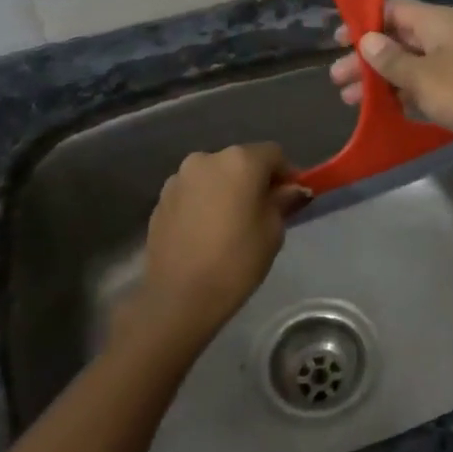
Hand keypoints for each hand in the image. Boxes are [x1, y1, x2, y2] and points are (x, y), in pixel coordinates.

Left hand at [114, 144, 307, 365]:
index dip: (287, 174)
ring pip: (215, 176)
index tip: (291, 198)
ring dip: (227, 190)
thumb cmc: (236, 261)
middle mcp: (206, 159)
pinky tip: (207, 232)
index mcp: (239, 161)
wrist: (179, 297)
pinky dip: (205, 203)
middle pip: (241, 161)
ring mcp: (179, 178)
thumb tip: (290, 189)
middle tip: (263, 212)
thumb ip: (283, 201)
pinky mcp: (161, 199)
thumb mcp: (273, 231)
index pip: (273, 154)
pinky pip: (193, 192)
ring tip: (231, 224)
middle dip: (255, 180)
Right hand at [327, 0, 452, 174]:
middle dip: (367, 57)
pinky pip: (423, 86)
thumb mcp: (421, 76)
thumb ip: (390, 58)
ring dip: (380, 79)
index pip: (395, 9)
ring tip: (349, 100)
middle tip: (336, 78)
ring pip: (409, 65)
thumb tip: (368, 40)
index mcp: (440, 22)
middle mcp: (448, 37)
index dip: (365, 22)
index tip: (337, 40)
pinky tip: (379, 110)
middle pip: (399, 39)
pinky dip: (401, 94)